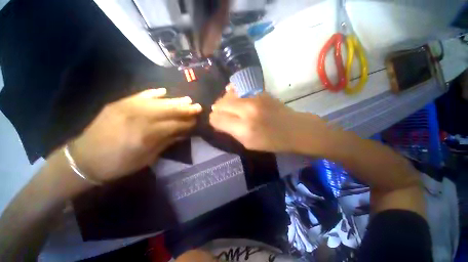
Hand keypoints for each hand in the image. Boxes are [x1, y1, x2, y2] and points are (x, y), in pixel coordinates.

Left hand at [70, 88, 201, 181]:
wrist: (84, 159)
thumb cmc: (118, 164)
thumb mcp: (146, 158)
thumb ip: (166, 142)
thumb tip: (182, 133)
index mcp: (146, 135)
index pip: (174, 125)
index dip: (187, 123)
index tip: (196, 121)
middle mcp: (138, 118)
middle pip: (168, 110)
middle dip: (186, 109)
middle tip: (198, 106)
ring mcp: (127, 108)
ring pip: (158, 101)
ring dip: (175, 100)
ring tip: (187, 99)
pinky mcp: (118, 103)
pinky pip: (140, 95)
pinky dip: (153, 93)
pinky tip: (164, 91)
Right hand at [209, 85, 328, 152]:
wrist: (295, 129)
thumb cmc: (272, 142)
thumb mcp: (248, 144)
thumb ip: (231, 132)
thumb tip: (218, 122)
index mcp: (244, 128)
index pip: (216, 118)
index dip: (214, 121)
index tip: (217, 124)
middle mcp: (247, 110)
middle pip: (219, 104)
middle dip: (217, 111)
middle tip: (223, 116)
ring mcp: (254, 98)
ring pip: (227, 95)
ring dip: (225, 102)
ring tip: (231, 109)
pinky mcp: (260, 92)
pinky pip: (238, 91)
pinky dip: (234, 96)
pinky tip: (239, 102)